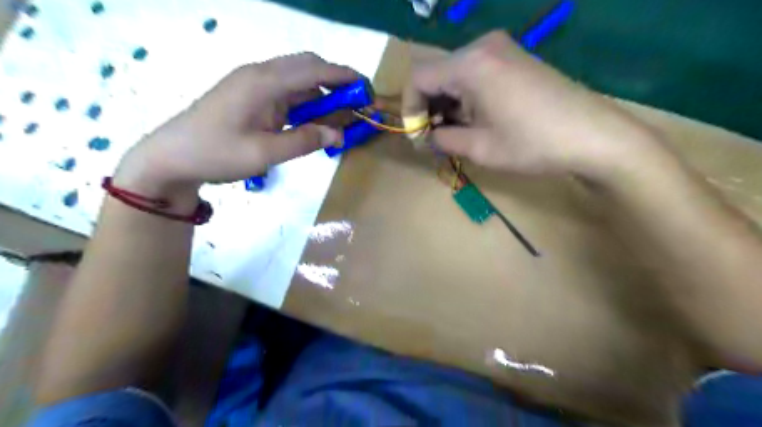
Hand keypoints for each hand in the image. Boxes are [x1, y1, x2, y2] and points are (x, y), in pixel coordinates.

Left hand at [116, 51, 357, 204]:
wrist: (172, 157)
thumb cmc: (216, 154)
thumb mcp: (265, 153)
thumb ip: (304, 141)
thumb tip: (338, 134)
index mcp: (264, 83)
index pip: (313, 70)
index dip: (343, 76)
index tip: (366, 88)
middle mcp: (261, 76)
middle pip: (307, 68)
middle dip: (336, 83)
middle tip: (356, 104)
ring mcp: (255, 85)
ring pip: (298, 81)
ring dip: (322, 95)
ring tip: (341, 117)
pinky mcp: (252, 97)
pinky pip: (287, 94)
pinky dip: (306, 104)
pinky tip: (315, 121)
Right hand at [405, 29, 661, 179]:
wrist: (593, 136)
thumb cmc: (532, 144)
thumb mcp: (479, 147)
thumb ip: (443, 138)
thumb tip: (427, 136)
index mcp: (469, 65)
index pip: (418, 79)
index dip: (410, 109)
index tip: (416, 137)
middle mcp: (482, 47)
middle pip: (435, 73)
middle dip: (427, 106)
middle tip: (432, 137)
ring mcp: (501, 49)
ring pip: (454, 73)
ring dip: (446, 102)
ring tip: (452, 132)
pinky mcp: (514, 58)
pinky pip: (475, 72)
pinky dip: (465, 95)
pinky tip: (473, 118)